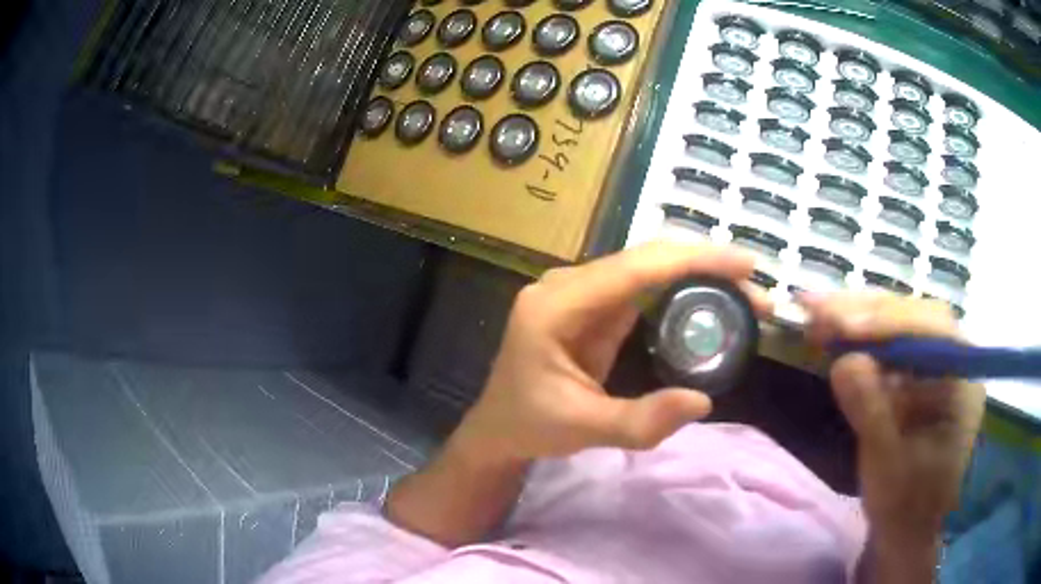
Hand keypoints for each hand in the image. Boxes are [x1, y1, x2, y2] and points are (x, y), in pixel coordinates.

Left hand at [452, 242, 771, 464]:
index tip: (744, 264)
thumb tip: (703, 401)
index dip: (693, 260)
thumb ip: (640, 421)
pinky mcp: (591, 304)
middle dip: (705, 265)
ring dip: (697, 273)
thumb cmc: (529, 425)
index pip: (634, 268)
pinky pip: (641, 286)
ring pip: (647, 267)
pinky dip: (680, 287)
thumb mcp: (583, 429)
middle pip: (645, 258)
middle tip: (755, 286)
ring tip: (743, 292)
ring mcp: (579, 291)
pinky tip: (710, 297)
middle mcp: (567, 285)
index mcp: (555, 305)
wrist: (499, 426)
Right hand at [800, 293, 984, 551]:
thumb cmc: (904, 505)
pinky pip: (889, 344)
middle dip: (867, 312)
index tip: (844, 326)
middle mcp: (954, 361)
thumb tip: (843, 362)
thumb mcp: (887, 467)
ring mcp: (935, 364)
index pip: (932, 330)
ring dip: (858, 318)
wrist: (906, 528)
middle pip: (914, 316)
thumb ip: (872, 414)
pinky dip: (859, 337)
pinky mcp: (916, 373)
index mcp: (962, 382)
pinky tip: (833, 333)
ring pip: (899, 324)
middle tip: (818, 309)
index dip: (890, 322)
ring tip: (817, 316)